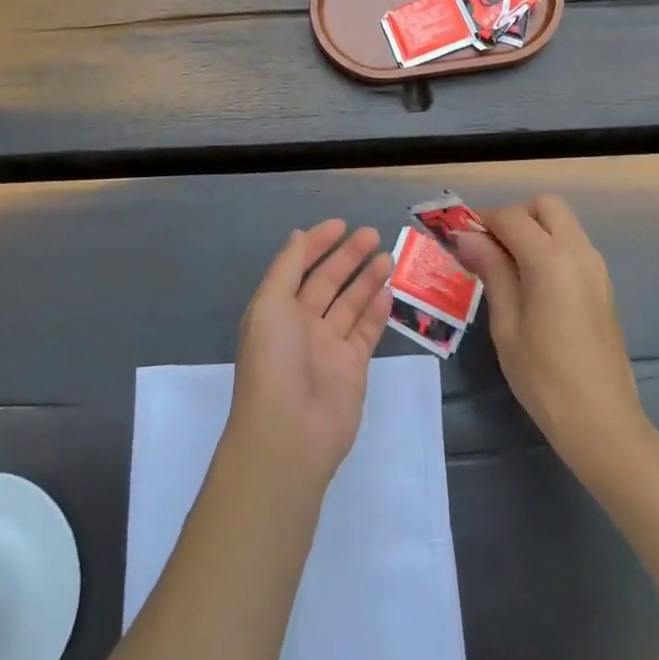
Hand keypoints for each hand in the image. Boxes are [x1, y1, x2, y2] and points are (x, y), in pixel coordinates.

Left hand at [225, 220, 393, 492]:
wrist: (288, 435)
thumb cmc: (273, 362)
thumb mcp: (270, 305)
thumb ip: (287, 267)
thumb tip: (298, 234)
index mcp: (277, 309)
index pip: (299, 266)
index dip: (318, 243)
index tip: (341, 224)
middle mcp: (302, 324)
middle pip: (328, 281)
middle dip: (349, 256)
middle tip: (373, 234)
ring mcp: (328, 346)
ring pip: (351, 303)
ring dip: (367, 279)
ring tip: (387, 256)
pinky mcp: (353, 367)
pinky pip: (366, 330)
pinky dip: (377, 310)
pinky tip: (388, 289)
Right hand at [455, 195, 646, 477]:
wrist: (603, 424)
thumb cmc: (544, 378)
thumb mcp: (506, 325)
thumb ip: (491, 271)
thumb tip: (466, 237)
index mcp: (552, 260)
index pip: (512, 217)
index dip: (482, 220)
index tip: (458, 236)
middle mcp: (579, 252)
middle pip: (545, 206)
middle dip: (514, 216)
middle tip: (489, 246)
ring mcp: (596, 268)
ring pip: (562, 222)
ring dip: (533, 229)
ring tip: (505, 265)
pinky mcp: (602, 285)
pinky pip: (573, 245)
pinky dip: (549, 246)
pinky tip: (530, 282)